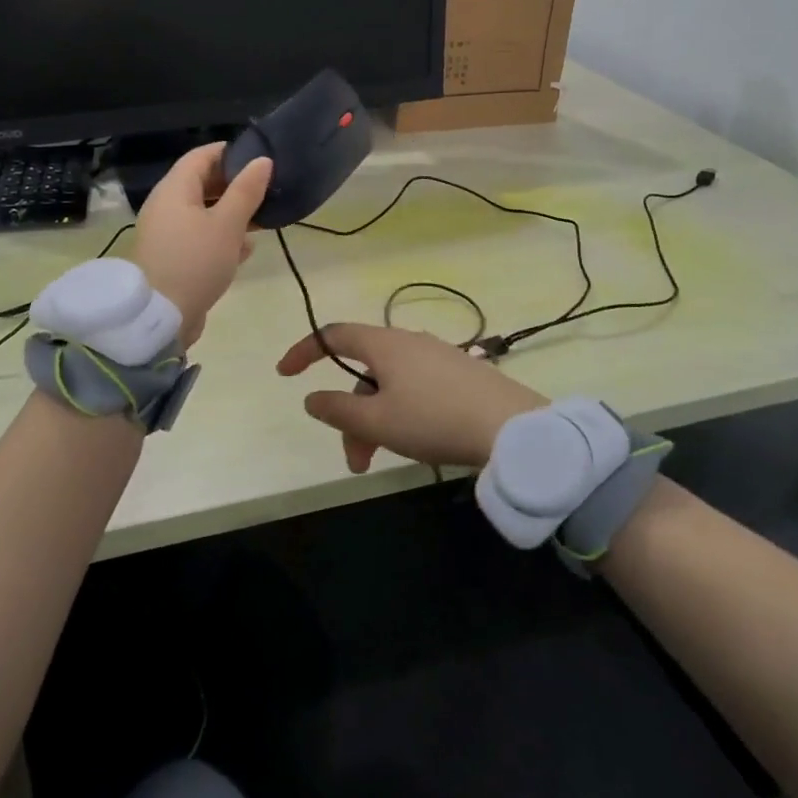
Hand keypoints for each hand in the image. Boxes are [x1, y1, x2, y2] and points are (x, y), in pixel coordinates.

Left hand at [131, 144, 271, 345]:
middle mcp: (166, 206)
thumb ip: (246, 191)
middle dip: (234, 185)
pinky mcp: (172, 257)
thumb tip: (262, 161)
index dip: (230, 153)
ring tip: (262, 219)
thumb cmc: (195, 262)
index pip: (202, 156)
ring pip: (203, 212)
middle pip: (202, 183)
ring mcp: (167, 233)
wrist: (160, 317)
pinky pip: (199, 237)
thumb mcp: (227, 224)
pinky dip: (221, 237)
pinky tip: (245, 249)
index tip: (260, 159)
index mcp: (174, 189)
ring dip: (231, 213)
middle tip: (266, 190)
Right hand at [276, 323, 547, 472]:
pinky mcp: (460, 374)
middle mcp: (409, 341)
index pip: (333, 335)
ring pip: (390, 385)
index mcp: (384, 344)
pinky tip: (416, 443)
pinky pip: (415, 389)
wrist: (513, 427)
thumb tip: (312, 397)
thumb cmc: (435, 420)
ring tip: (382, 462)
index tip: (285, 374)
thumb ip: (337, 409)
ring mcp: (438, 356)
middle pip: (363, 371)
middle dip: (351, 414)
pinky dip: (400, 414)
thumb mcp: (377, 421)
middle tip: (356, 460)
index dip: (304, 351)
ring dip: (376, 421)